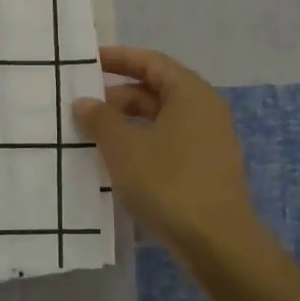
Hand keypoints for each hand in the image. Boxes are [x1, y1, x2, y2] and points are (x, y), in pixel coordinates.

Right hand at [74, 46, 259, 257]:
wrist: (216, 241)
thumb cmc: (167, 182)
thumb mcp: (123, 147)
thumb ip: (100, 119)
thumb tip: (85, 102)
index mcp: (190, 93)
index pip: (151, 62)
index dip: (119, 58)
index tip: (89, 62)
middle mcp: (205, 111)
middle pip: (157, 91)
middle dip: (118, 97)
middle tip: (83, 109)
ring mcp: (209, 143)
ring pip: (162, 122)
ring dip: (127, 125)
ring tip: (93, 138)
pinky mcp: (206, 171)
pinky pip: (169, 146)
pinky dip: (142, 147)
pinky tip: (118, 165)